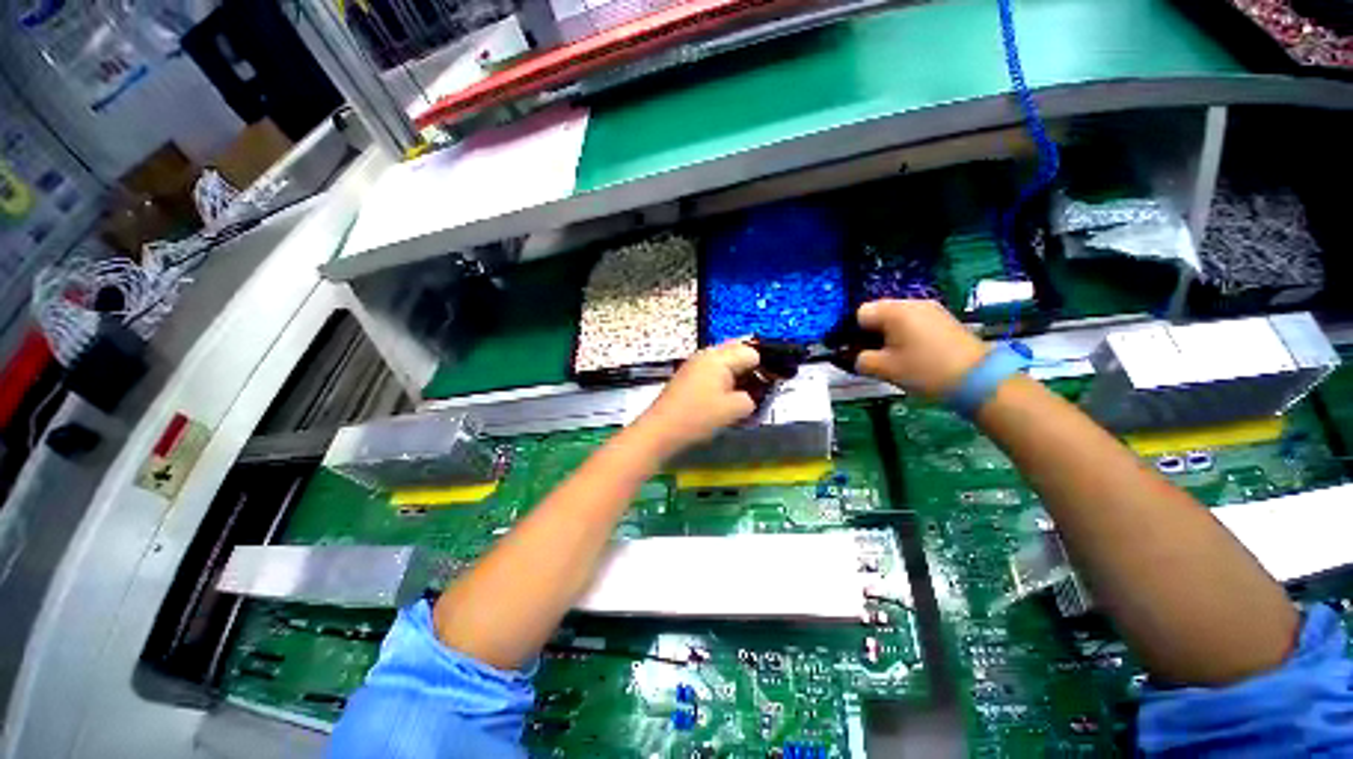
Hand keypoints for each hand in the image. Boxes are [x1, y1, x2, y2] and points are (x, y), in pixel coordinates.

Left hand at [634, 341, 759, 456]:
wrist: (661, 429)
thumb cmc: (698, 416)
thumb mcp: (734, 410)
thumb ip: (752, 399)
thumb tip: (752, 396)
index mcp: (719, 357)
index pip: (751, 352)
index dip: (764, 367)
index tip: (771, 385)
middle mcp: (706, 354)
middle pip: (737, 351)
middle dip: (751, 368)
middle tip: (759, 389)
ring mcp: (695, 364)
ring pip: (724, 362)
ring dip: (737, 375)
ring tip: (743, 395)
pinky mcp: (688, 376)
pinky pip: (713, 371)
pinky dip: (723, 380)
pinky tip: (725, 397)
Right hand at [855, 300, 989, 399]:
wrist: (979, 379)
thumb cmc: (924, 370)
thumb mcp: (884, 369)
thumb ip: (860, 360)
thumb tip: (855, 357)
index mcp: (894, 311)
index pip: (860, 313)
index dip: (853, 332)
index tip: (857, 351)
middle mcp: (912, 303)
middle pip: (879, 313)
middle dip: (871, 333)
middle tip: (874, 357)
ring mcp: (932, 310)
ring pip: (897, 318)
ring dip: (889, 335)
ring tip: (894, 358)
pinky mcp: (944, 320)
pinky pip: (914, 322)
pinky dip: (907, 336)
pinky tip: (913, 355)